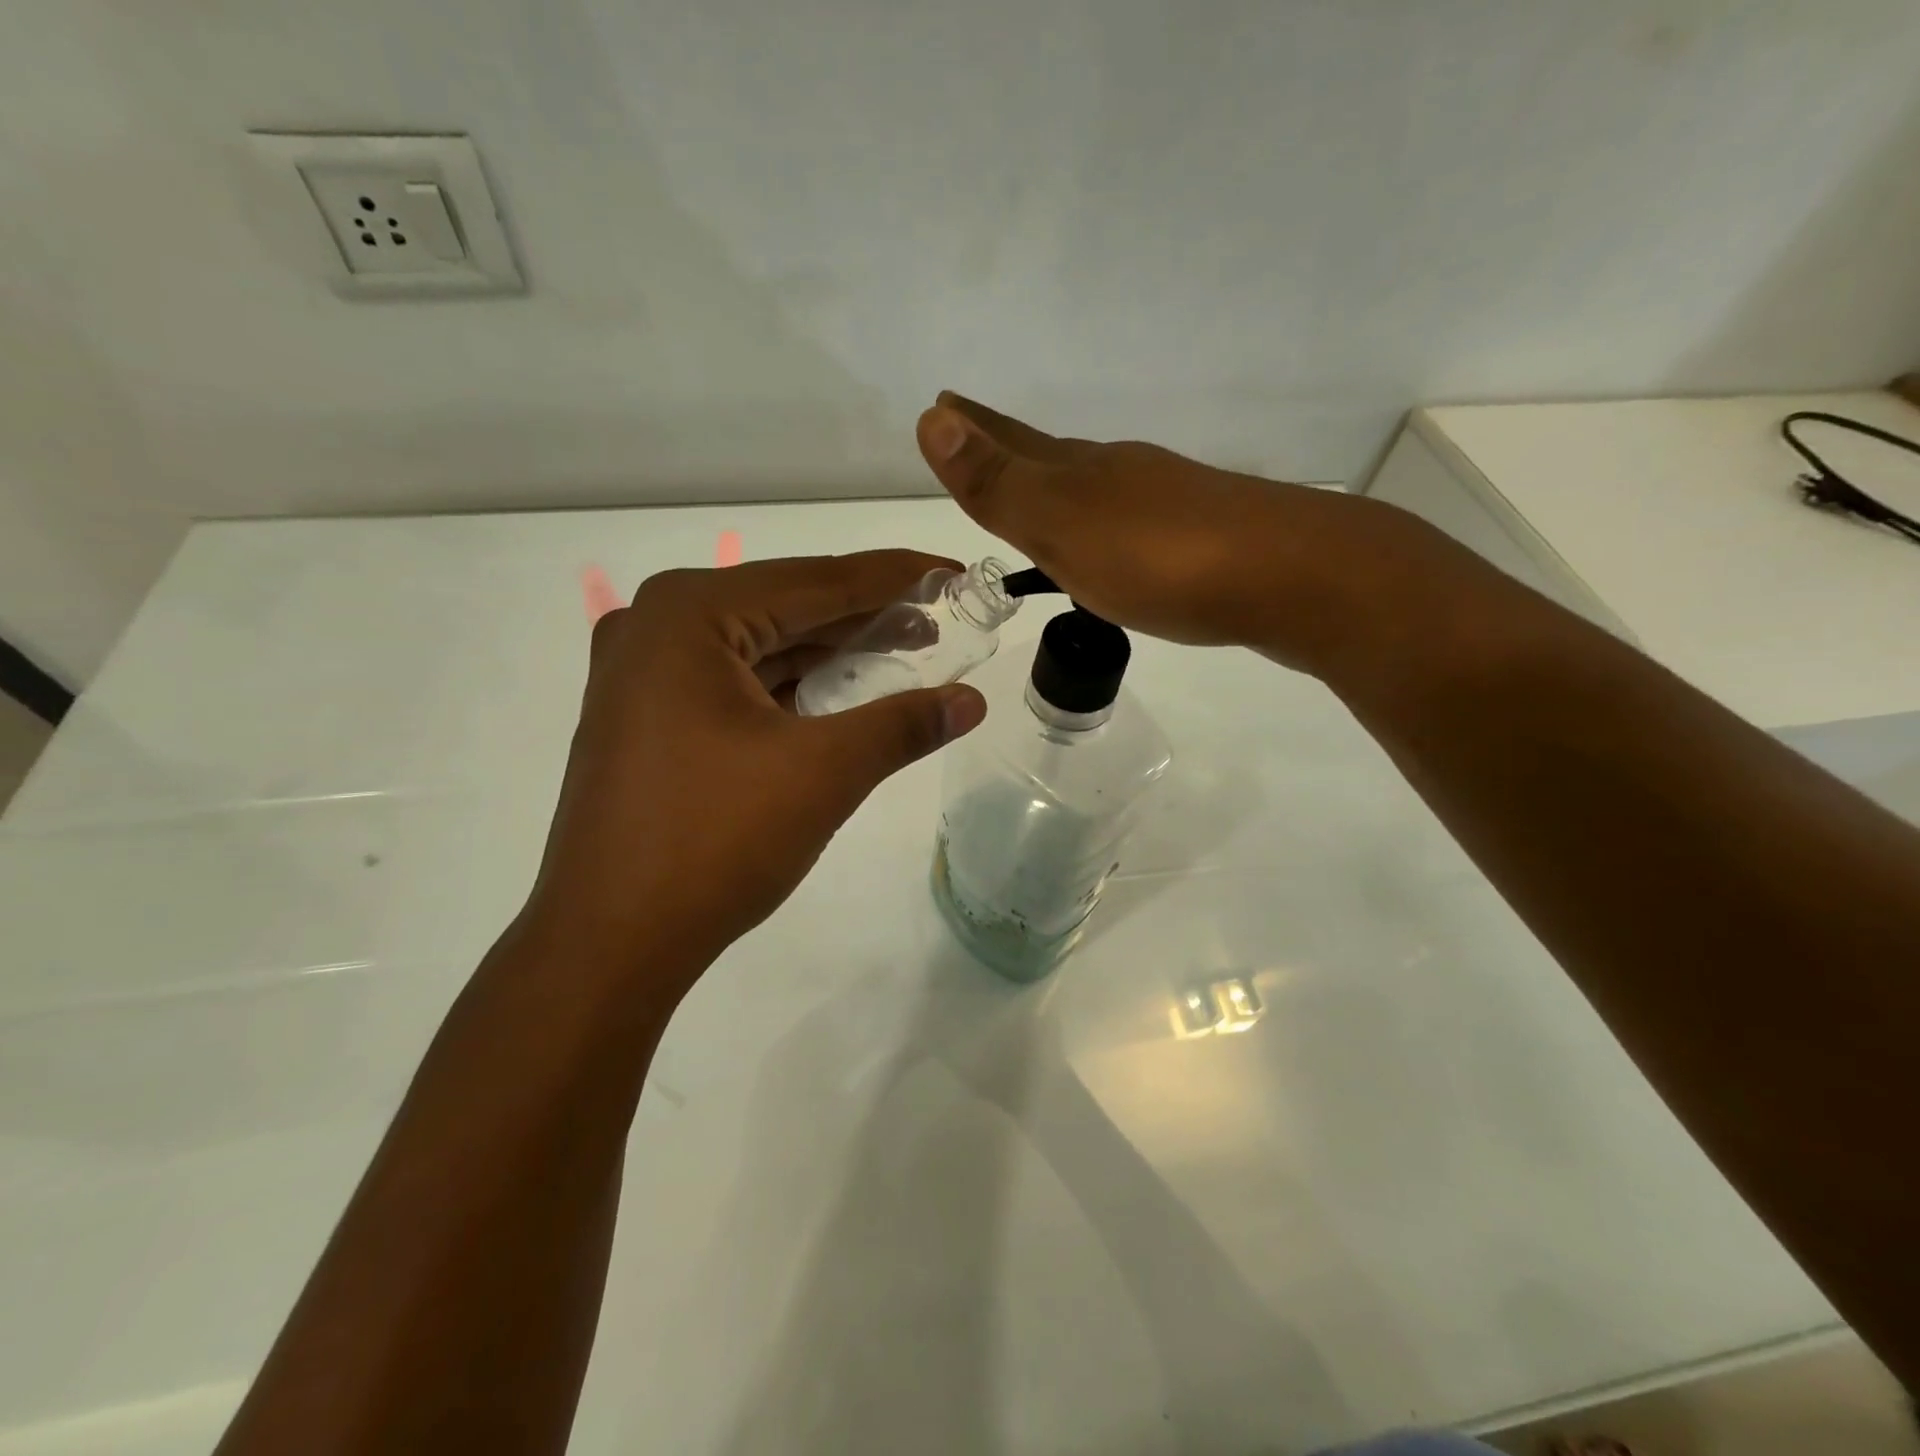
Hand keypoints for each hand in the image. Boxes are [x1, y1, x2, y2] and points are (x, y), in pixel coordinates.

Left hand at [522, 552, 986, 998]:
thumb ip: (903, 724)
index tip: (954, 573)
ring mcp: (643, 675)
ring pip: (760, 646)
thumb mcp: (824, 772)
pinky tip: (839, 692)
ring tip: (903, 650)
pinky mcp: (646, 720)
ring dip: (830, 651)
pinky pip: (735, 682)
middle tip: (939, 617)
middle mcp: (657, 627)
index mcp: (690, 614)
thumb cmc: (715, 841)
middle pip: (786, 607)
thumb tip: (972, 701)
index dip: (896, 577)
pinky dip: (791, 684)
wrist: (610, 942)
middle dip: (865, 615)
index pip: (817, 582)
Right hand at [914, 391, 1487, 679]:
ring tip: (1037, 495)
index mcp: (1082, 472)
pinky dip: (1105, 523)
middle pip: (1052, 456)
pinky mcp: (1203, 537)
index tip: (943, 403)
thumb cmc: (1163, 561)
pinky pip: (1132, 521)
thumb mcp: (1065, 527)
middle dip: (1010, 449)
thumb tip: (933, 419)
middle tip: (979, 436)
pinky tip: (1114, 540)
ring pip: (1096, 486)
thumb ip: (1000, 485)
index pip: (1011, 443)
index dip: (973, 429)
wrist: (1294, 578)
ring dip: (1059, 486)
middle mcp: (1121, 474)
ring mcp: (1166, 501)